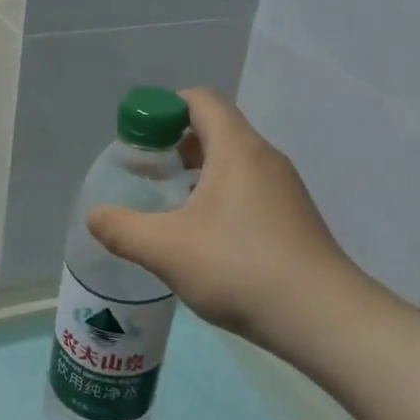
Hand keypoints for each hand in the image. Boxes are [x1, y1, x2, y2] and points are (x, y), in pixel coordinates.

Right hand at [85, 88, 386, 355]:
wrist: (323, 319)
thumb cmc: (239, 268)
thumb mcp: (164, 249)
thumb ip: (121, 228)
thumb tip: (95, 216)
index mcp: (236, 149)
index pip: (201, 100)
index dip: (164, 108)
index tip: (138, 138)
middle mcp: (264, 158)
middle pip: (216, 128)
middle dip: (175, 144)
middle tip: (148, 173)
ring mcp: (284, 189)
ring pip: (233, 161)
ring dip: (197, 173)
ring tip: (170, 207)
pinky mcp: (294, 218)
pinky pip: (249, 188)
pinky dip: (220, 196)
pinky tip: (203, 237)